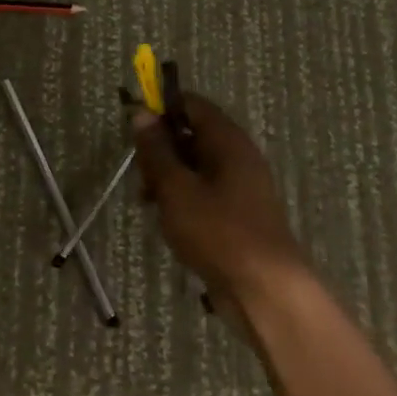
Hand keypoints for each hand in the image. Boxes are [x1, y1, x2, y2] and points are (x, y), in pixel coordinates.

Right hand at [134, 93, 309, 319]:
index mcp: (228, 142)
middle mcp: (238, 158)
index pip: (193, 106)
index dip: (161, 110)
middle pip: (193, 136)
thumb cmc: (217, 231)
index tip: (133, 128)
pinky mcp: (237, 215)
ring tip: (147, 200)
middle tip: (139, 173)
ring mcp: (240, 188)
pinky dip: (181, 198)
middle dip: (160, 149)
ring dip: (167, 177)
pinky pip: (203, 192)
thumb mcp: (176, 188)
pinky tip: (165, 219)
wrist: (263, 289)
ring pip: (195, 167)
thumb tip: (141, 113)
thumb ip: (156, 150)